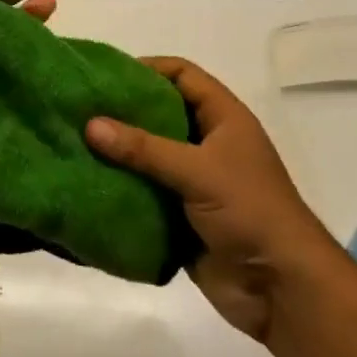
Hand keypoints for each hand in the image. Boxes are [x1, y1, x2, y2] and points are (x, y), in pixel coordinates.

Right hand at [86, 58, 338, 341]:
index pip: (183, 75)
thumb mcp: (198, 171)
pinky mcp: (182, 216)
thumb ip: (144, 148)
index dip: (148, 68)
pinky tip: (89, 185)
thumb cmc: (249, 211)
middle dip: (124, 112)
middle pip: (161, 113)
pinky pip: (146, 193)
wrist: (280, 288)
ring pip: (150, 156)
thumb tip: (90, 124)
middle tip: (82, 109)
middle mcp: (208, 143)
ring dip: (119, 153)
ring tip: (76, 144)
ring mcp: (195, 181)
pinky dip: (122, 189)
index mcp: (224, 118)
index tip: (106, 75)